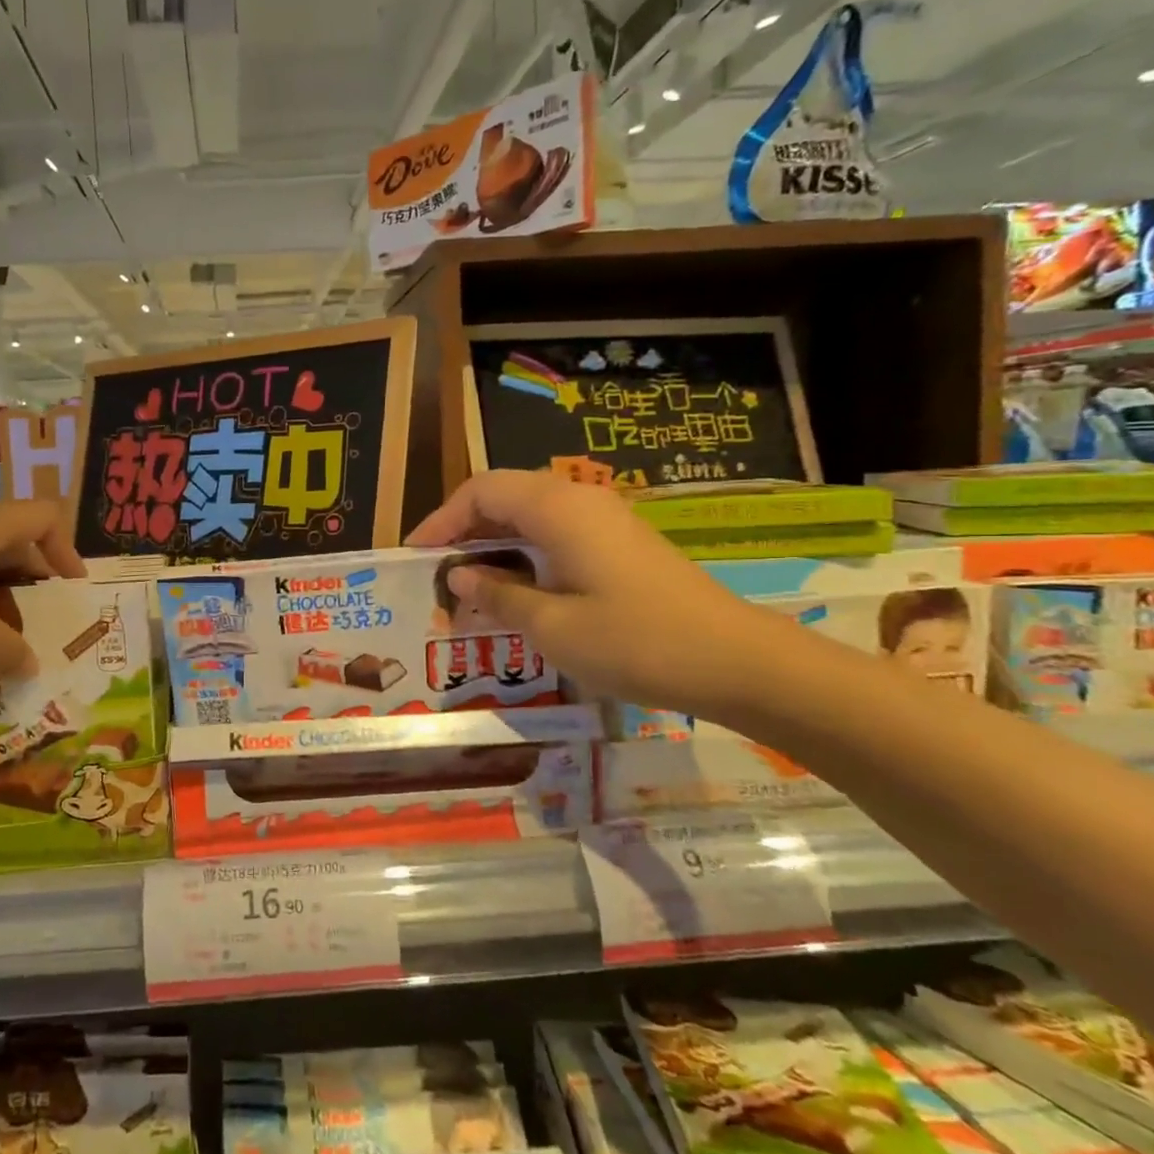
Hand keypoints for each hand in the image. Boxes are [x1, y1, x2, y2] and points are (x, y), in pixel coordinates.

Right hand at [407, 471, 790, 719]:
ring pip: (530, 515)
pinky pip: (556, 533)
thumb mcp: (552, 626)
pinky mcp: (621, 544)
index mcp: (557, 510)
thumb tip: (461, 575)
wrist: (737, 662)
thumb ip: (498, 595)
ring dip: (493, 543)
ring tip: (467, 584)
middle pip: (504, 496)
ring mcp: (605, 521)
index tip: (416, 556)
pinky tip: (516, 590)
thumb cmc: (635, 642)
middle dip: (464, 530)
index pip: (481, 491)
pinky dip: (523, 553)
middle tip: (437, 573)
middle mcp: (580, 501)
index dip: (442, 519)